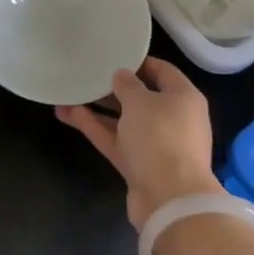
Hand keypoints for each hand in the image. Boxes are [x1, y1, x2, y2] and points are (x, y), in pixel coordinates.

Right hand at [56, 57, 217, 229]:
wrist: (169, 199)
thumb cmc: (160, 137)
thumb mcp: (141, 101)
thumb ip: (128, 84)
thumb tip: (122, 76)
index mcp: (184, 98)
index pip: (163, 71)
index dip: (139, 62)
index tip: (113, 55)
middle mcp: (174, 119)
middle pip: (142, 98)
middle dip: (114, 88)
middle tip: (88, 75)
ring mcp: (156, 145)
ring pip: (125, 121)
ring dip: (99, 109)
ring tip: (69, 94)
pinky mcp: (139, 166)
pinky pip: (116, 140)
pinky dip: (96, 128)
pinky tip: (69, 114)